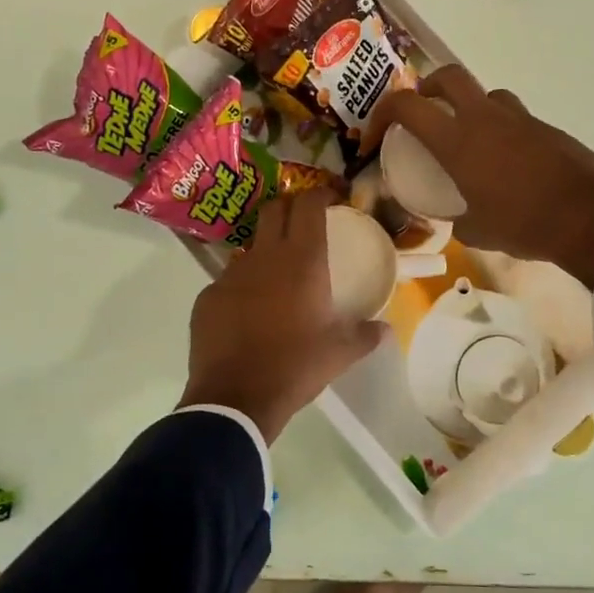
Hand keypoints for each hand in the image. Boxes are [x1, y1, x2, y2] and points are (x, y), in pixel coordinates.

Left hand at [179, 189, 388, 442]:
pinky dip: (242, 288)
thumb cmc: (295, 367)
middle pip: (274, 210)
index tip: (330, 199)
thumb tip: (386, 329)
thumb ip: (365, 335)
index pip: (308, 205)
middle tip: (303, 223)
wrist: (235, 398)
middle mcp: (264, 257)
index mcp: (301, 261)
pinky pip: (228, 282)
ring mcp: (230, 275)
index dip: (320, 194)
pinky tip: (248, 314)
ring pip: (250, 248)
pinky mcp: (207, 296)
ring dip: (265, 252)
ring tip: (277, 279)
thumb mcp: (340, 354)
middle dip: (289, 208)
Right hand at [365, 65, 593, 285]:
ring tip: (469, 142)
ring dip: (470, 108)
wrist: (590, 219)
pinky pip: (516, 119)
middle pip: (448, 76)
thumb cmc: (524, 225)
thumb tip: (456, 218)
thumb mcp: (478, 231)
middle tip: (423, 112)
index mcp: (458, 141)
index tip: (374, 139)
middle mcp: (486, 119)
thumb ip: (458, 219)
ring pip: (487, 95)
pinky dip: (503, 132)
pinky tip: (509, 166)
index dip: (381, 115)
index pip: (406, 106)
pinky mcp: (548, 129)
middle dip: (428, 88)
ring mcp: (521, 119)